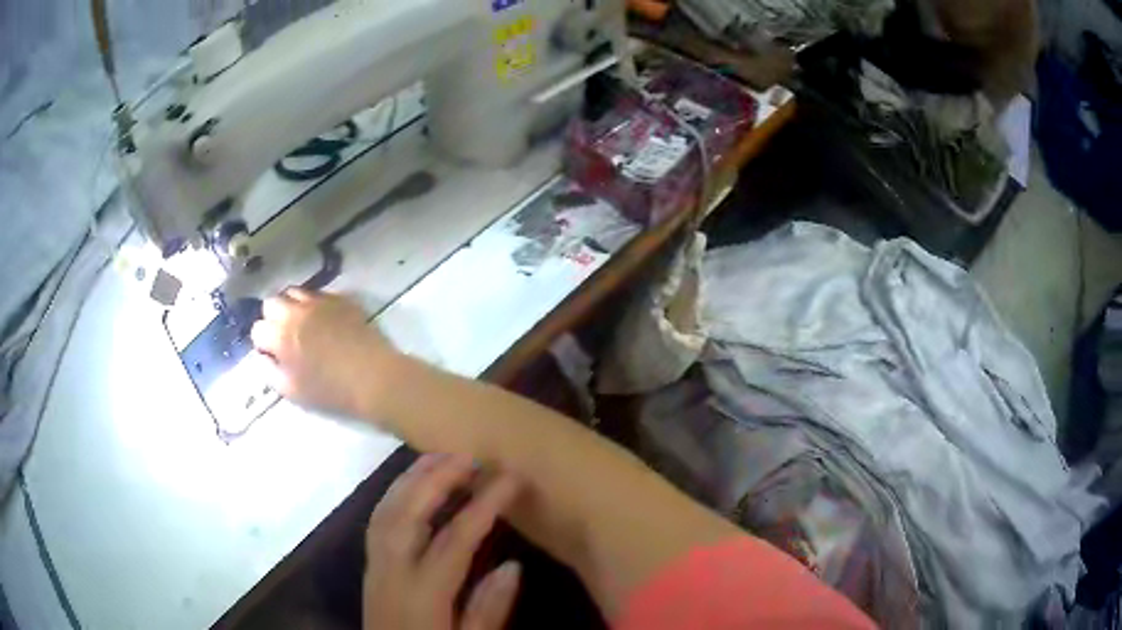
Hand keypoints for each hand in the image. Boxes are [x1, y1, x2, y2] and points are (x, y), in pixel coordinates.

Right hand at [251, 288, 396, 417]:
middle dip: (272, 317)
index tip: (272, 352)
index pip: (257, 329)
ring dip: (291, 305)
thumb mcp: (292, 391)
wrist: (373, 378)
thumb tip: (262, 356)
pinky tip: (323, 319)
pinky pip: (318, 293)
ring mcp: (318, 301)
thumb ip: (269, 371)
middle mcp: (295, 312)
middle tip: (284, 335)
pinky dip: (314, 303)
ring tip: (301, 323)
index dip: (263, 342)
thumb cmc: (330, 391)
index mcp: (280, 336)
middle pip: (271, 303)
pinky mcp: (339, 298)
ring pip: (293, 292)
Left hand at [365, 454, 521, 629]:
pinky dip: (395, 494)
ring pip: (386, 510)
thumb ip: (489, 610)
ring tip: (440, 457)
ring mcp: (375, 567)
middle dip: (437, 477)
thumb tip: (513, 565)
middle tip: (470, 453)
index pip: (454, 540)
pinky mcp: (370, 568)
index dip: (484, 505)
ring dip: (412, 479)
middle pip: (408, 513)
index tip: (510, 478)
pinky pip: (377, 520)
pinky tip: (412, 487)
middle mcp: (391, 573)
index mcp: (422, 595)